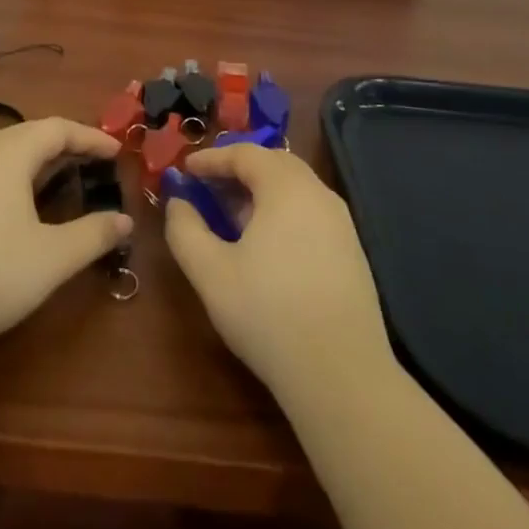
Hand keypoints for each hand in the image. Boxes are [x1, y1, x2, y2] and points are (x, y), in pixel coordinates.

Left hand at [0, 117, 132, 362]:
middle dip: (62, 144)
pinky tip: (8, 203)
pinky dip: (7, 173)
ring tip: (53, 176)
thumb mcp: (52, 258)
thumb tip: (125, 220)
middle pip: (27, 133)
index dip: (90, 137)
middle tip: (89, 161)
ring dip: (32, 157)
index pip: (58, 128)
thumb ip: (93, 235)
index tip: (116, 152)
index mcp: (8, 154)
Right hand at [165, 143, 391, 397]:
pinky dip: (281, 211)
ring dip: (260, 190)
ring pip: (294, 188)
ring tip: (231, 214)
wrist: (342, 375)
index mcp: (286, 188)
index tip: (185, 170)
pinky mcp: (351, 251)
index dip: (212, 158)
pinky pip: (309, 211)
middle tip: (207, 186)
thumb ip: (185, 230)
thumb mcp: (211, 273)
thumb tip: (177, 202)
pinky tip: (265, 243)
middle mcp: (318, 194)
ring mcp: (341, 223)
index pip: (245, 154)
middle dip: (237, 169)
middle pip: (274, 164)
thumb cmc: (269, 315)